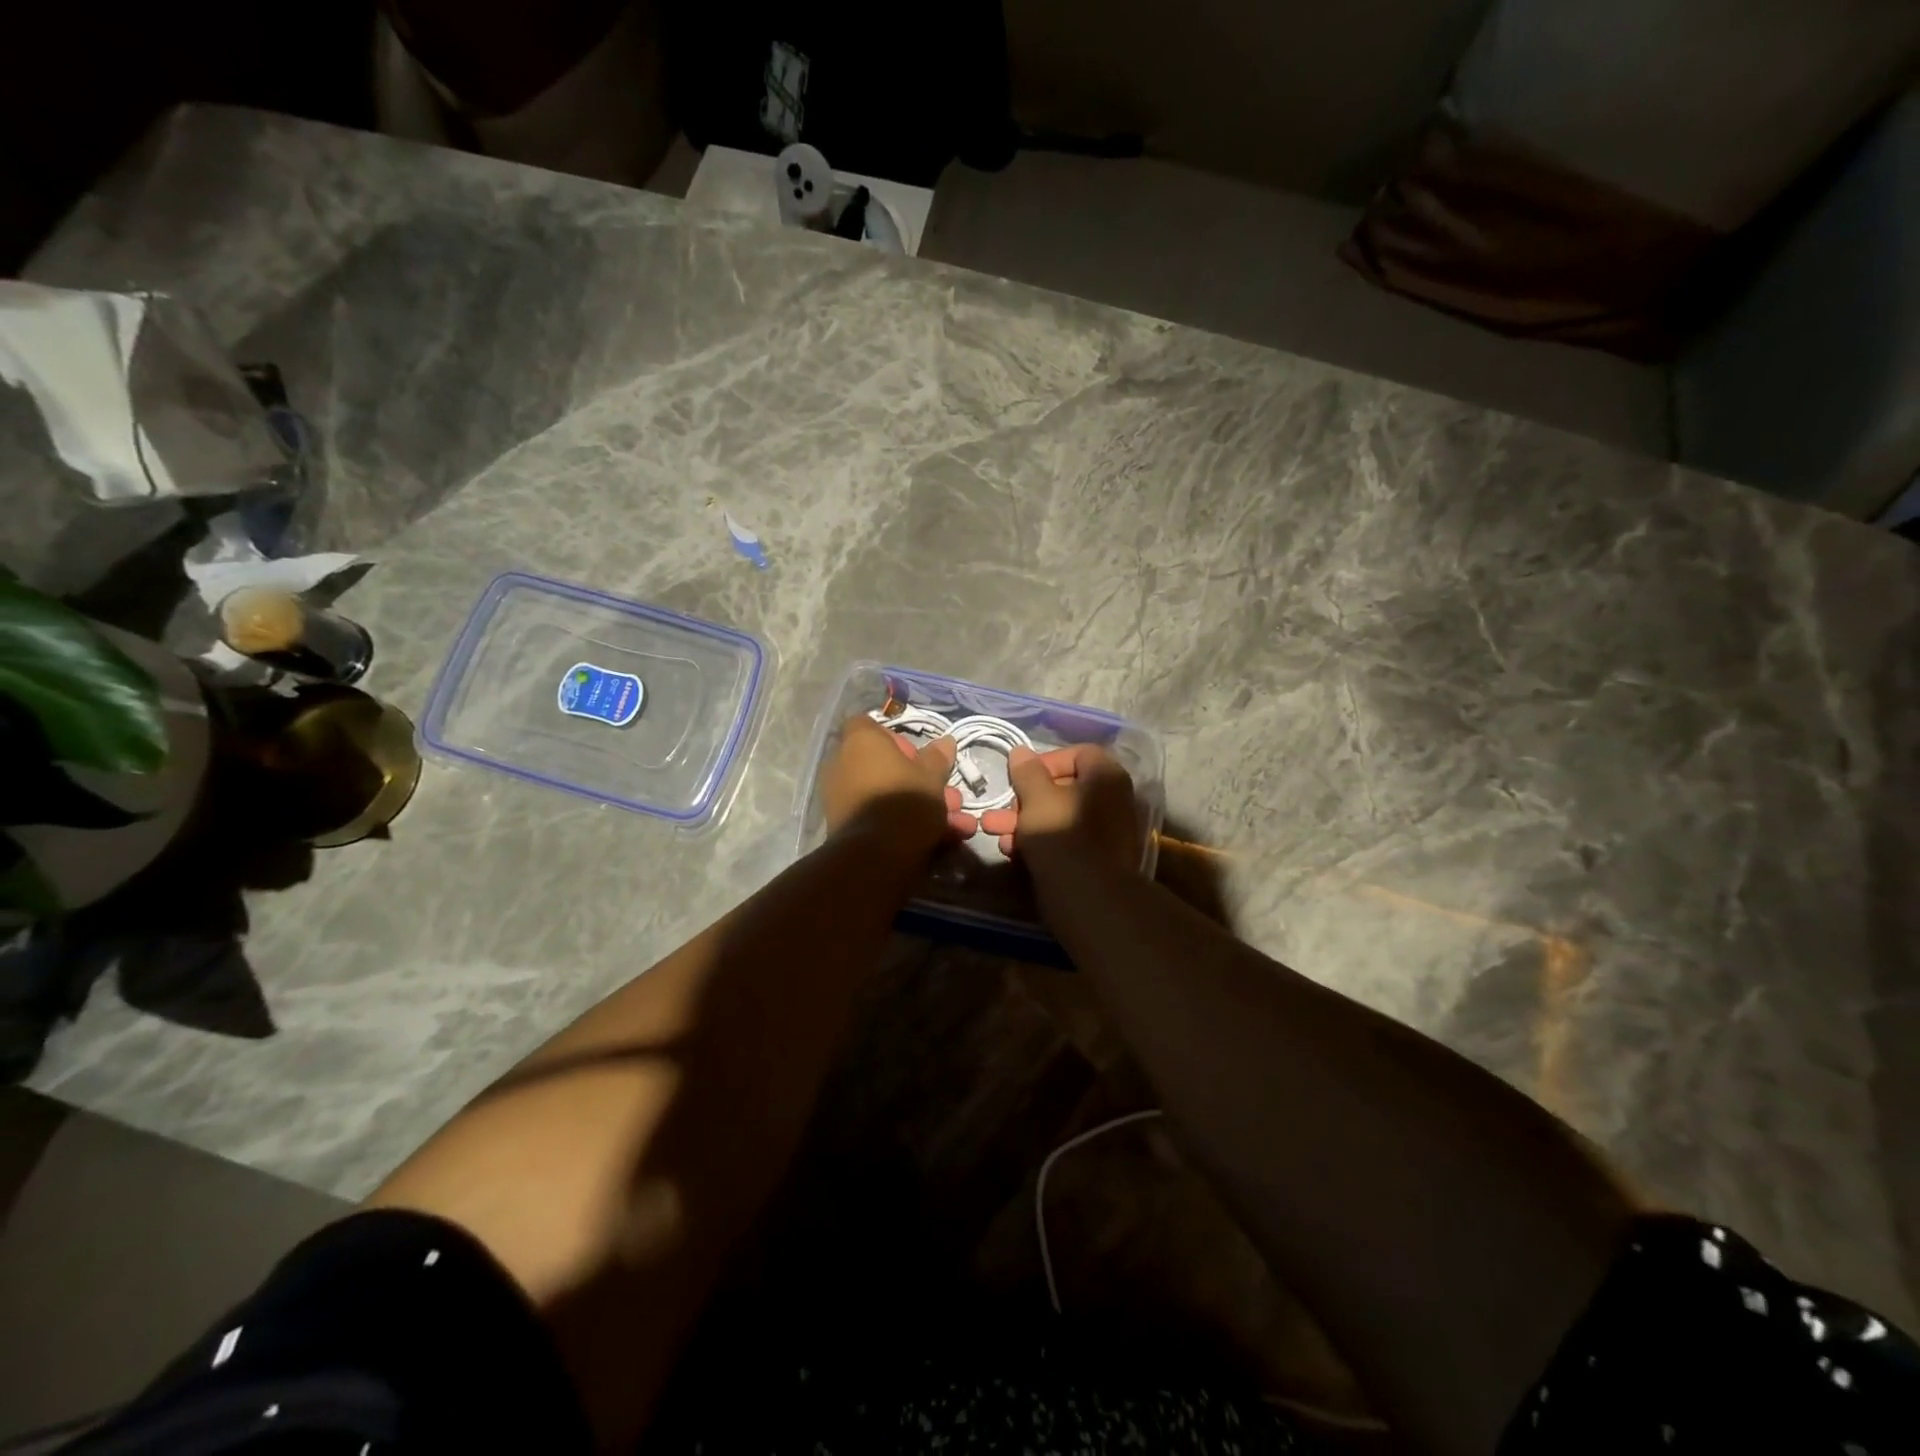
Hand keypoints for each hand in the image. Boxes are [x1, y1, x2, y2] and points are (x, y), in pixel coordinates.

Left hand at [822, 714, 975, 852]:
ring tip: (955, 823)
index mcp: (860, 742)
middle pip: (882, 765)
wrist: (877, 853)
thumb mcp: (932, 776)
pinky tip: (939, 840)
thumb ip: (937, 758)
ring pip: (885, 794)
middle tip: (946, 795)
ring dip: (918, 805)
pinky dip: (903, 824)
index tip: (916, 755)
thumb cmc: (905, 800)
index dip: (894, 738)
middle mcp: (842, 764)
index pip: (868, 725)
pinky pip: (878, 816)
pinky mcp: (843, 825)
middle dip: (917, 780)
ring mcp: (839, 796)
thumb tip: (945, 742)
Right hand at [978, 742, 1141, 888]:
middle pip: (1064, 789)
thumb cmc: (1061, 834)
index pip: (1079, 754)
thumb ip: (1027, 772)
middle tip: (1000, 810)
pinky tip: (1013, 852)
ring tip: (994, 832)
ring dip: (1024, 822)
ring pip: (1059, 817)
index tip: (1022, 776)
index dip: (1047, 761)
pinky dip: (1041, 842)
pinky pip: (1066, 841)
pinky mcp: (1097, 860)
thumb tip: (1021, 752)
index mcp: (1107, 777)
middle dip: (1024, 799)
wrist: (1088, 898)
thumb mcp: (1036, 798)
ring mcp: (1107, 833)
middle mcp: (1113, 800)